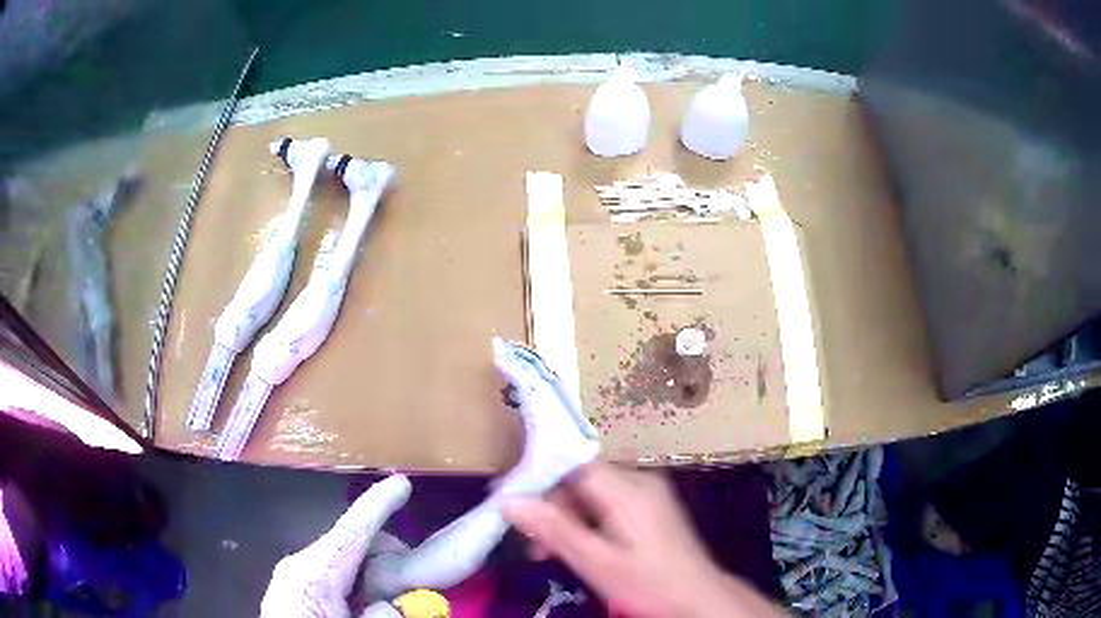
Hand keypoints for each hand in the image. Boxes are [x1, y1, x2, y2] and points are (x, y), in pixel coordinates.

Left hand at [261, 475, 410, 617]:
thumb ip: (381, 617)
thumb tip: (392, 604)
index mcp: (310, 574)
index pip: (350, 532)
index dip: (378, 506)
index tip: (402, 483)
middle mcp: (300, 567)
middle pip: (352, 545)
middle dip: (385, 554)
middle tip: (411, 583)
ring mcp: (296, 578)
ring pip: (346, 562)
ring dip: (373, 574)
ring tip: (388, 600)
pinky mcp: (296, 590)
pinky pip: (336, 578)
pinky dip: (357, 586)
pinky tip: (363, 607)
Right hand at [504, 462, 781, 617]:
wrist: (698, 598)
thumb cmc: (648, 583)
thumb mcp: (596, 562)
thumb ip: (555, 530)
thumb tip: (509, 501)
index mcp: (628, 489)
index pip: (572, 465)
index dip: (539, 479)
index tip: (513, 506)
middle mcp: (639, 481)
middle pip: (581, 480)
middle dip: (552, 509)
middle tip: (533, 545)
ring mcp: (648, 493)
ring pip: (592, 494)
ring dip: (567, 519)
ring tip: (549, 554)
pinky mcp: (651, 508)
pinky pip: (608, 504)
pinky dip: (587, 523)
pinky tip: (579, 549)